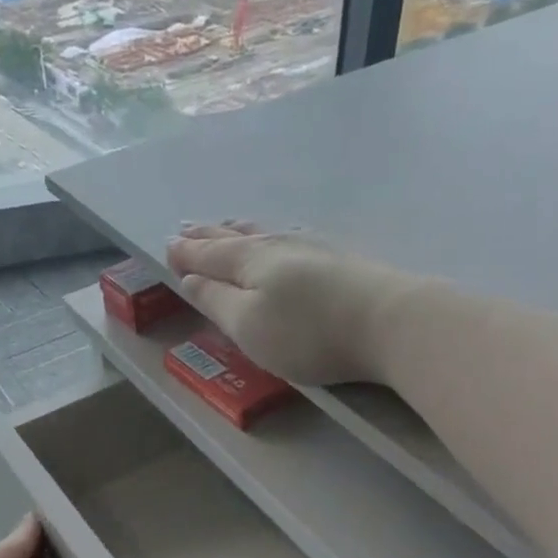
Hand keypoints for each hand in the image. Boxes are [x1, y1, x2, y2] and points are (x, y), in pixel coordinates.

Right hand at [167, 221, 410, 386]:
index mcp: (249, 261)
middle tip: (188, 228)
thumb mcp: (247, 325)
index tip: (167, 245)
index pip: (209, 254)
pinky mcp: (341, 261)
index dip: (186, 253)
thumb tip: (189, 279)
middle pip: (236, 237)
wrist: (390, 323)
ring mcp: (314, 249)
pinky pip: (290, 239)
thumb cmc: (306, 332)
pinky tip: (281, 237)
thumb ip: (215, 301)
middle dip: (208, 235)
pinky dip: (271, 237)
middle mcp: (278, 246)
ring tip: (226, 225)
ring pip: (265, 234)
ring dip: (239, 231)